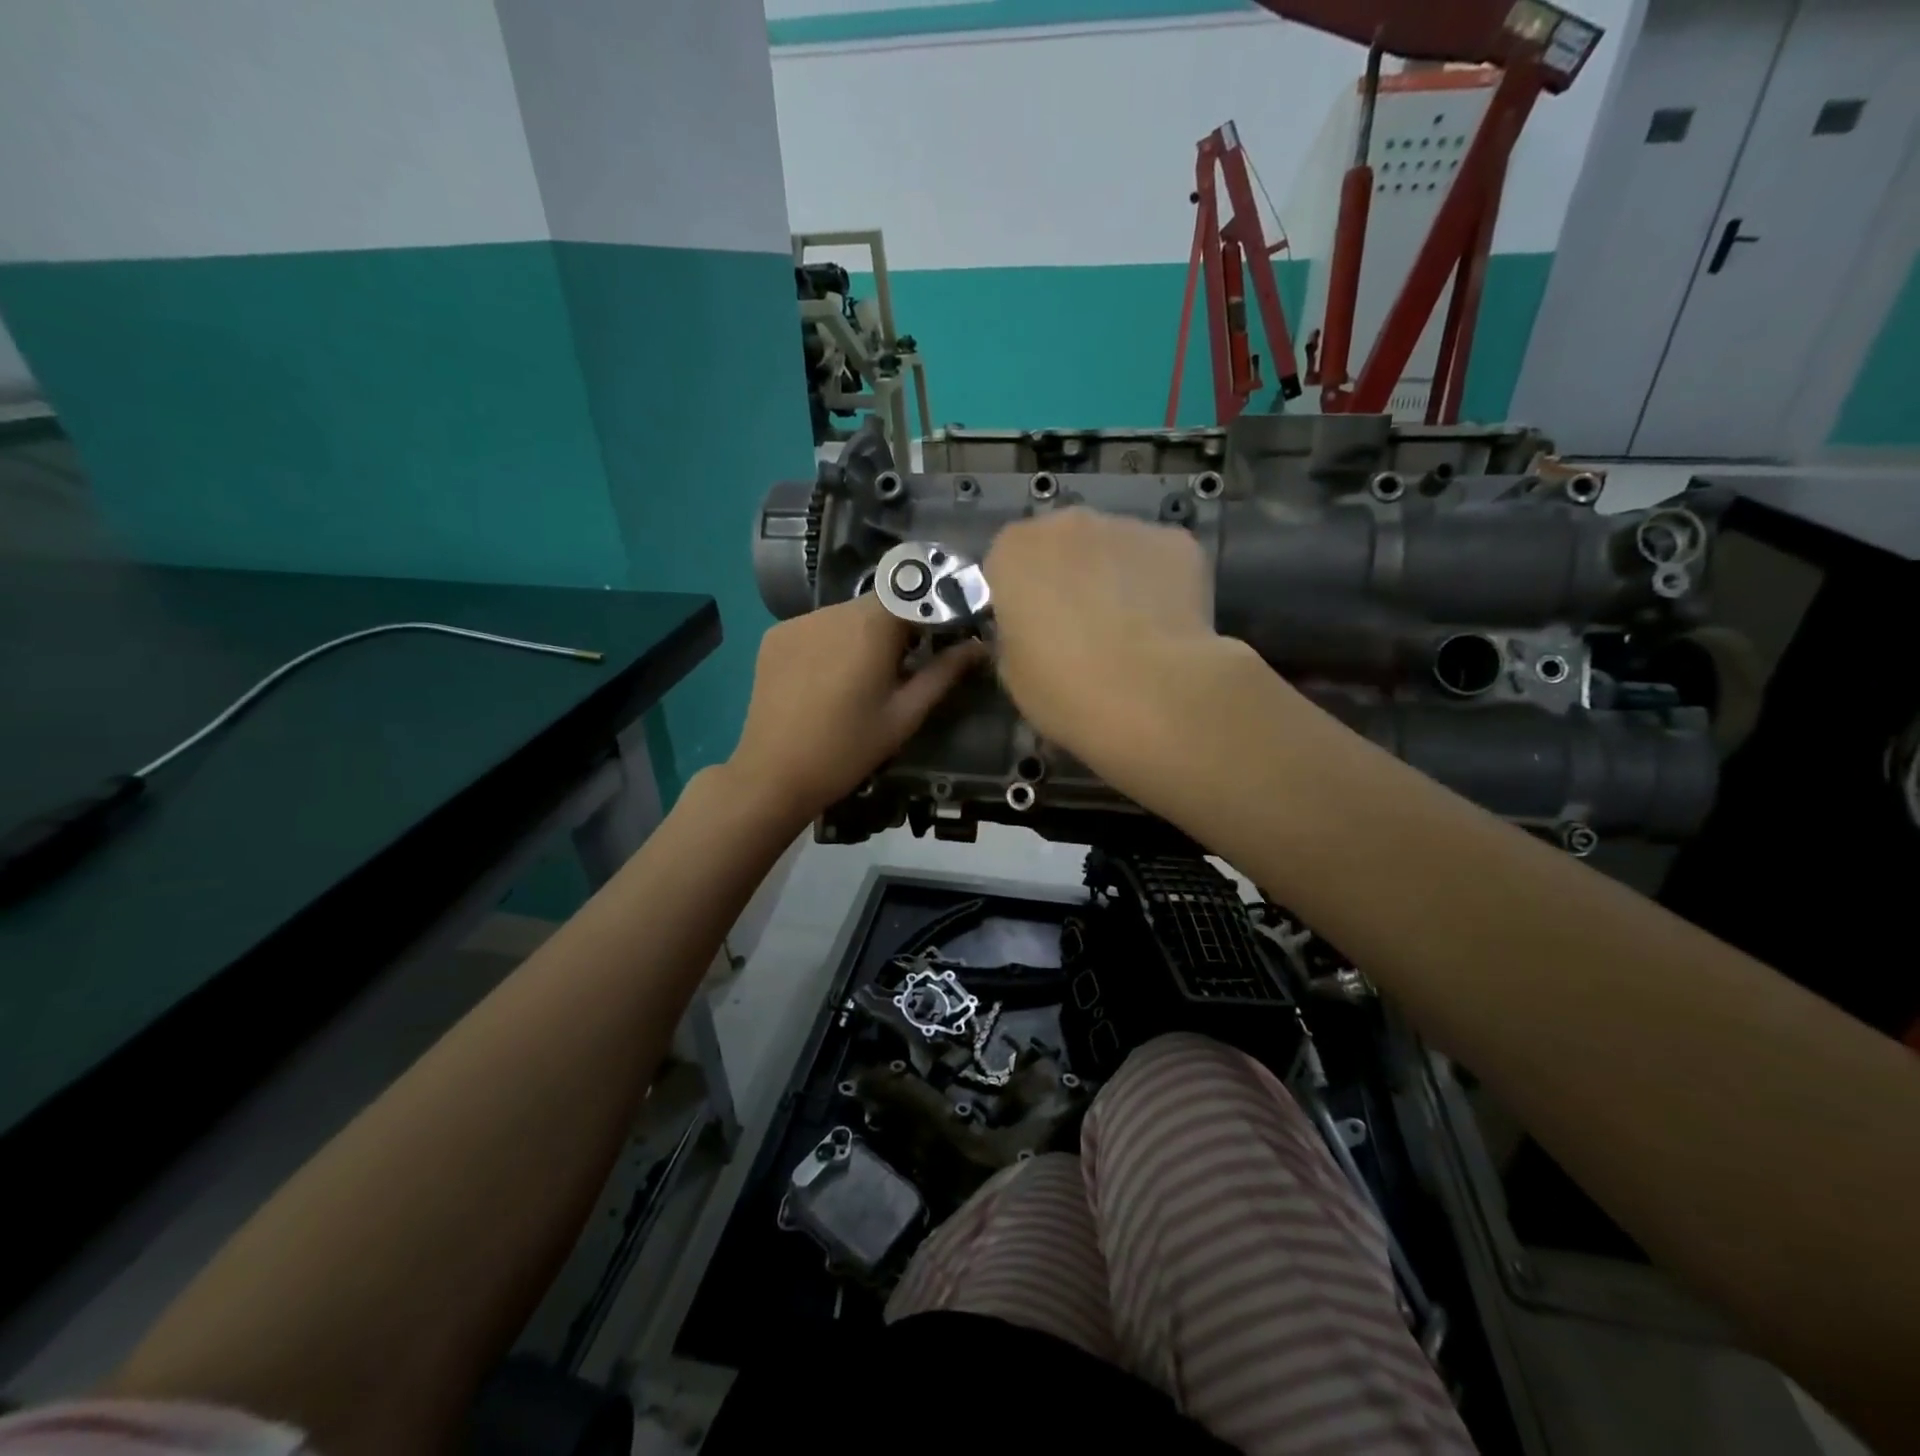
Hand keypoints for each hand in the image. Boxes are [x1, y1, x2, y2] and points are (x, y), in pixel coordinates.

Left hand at [726, 594, 987, 825]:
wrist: (774, 774)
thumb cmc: (849, 749)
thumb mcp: (905, 715)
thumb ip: (943, 674)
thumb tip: (979, 646)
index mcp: (870, 626)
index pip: (914, 593)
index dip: (933, 612)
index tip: (942, 641)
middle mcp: (833, 611)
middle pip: (878, 602)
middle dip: (897, 626)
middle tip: (904, 667)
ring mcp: (798, 621)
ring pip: (846, 614)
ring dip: (863, 634)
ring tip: (862, 677)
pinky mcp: (774, 637)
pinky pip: (816, 627)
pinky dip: (831, 642)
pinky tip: (827, 679)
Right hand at [985, 508, 1257, 776]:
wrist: (1151, 693)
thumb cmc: (1064, 687)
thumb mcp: (1012, 672)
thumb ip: (1015, 634)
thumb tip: (1034, 630)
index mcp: (1014, 550)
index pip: (1005, 565)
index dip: (1019, 599)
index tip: (1031, 632)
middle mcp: (1067, 522)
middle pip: (1061, 546)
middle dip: (1068, 578)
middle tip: (1080, 631)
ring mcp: (1127, 527)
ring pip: (1113, 550)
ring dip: (1113, 579)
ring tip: (1130, 633)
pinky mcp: (1178, 542)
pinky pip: (1158, 561)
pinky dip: (1159, 585)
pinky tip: (1166, 628)